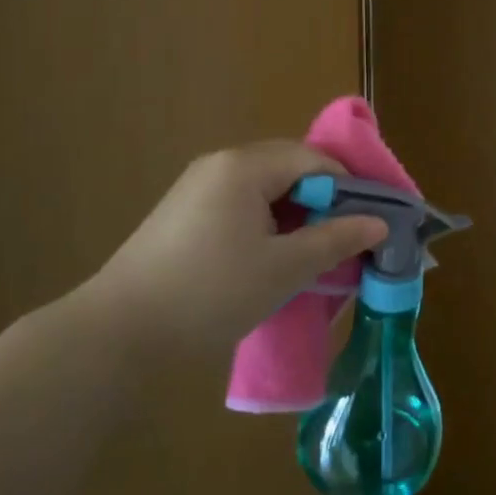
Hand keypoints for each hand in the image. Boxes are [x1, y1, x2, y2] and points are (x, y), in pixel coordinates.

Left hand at [90, 141, 387, 347]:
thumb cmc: (211, 293)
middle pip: (289, 169)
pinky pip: (240, 205)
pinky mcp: (183, 215)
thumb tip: (378, 224)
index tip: (370, 224)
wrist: (117, 334)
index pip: (314, 160)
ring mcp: (196, 188)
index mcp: (245, 166)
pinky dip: (266, 225)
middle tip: (345, 241)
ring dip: (295, 216)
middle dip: (323, 202)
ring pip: (265, 190)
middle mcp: (220, 164)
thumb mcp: (284, 268)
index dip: (348, 189)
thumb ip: (335, 240)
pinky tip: (271, 260)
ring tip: (312, 255)